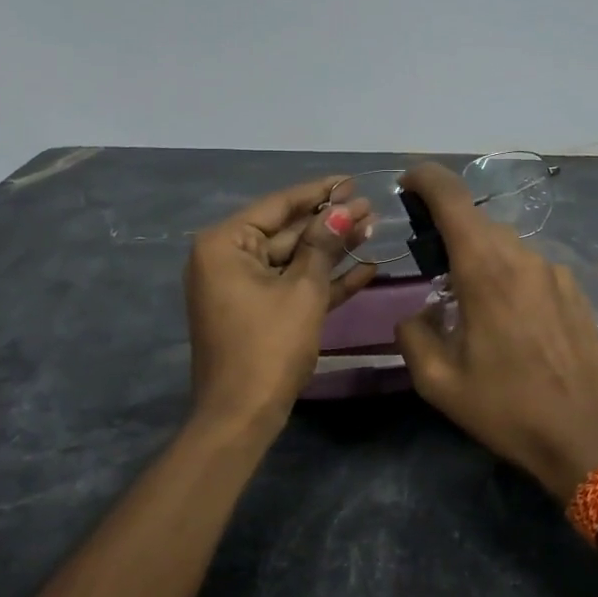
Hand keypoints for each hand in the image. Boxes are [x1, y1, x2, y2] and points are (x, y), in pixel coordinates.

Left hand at [184, 176, 375, 426]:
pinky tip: (364, 269)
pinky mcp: (257, 313)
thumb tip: (344, 210)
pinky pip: (291, 287)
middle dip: (329, 223)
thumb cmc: (268, 346)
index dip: (318, 192)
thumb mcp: (302, 291)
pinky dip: (322, 281)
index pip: (278, 205)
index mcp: (225, 244)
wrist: (242, 416)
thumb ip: (323, 246)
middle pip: (286, 232)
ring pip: (293, 260)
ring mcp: (241, 288)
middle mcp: (227, 260)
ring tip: (372, 231)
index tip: (352, 180)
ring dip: (331, 250)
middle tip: (372, 208)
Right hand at [393, 163, 597, 502]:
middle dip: (448, 230)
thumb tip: (417, 315)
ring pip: (505, 244)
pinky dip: (508, 275)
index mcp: (484, 269)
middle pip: (477, 221)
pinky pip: (529, 266)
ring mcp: (554, 271)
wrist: (587, 436)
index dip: (425, 178)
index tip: (407, 182)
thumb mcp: (438, 382)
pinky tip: (508, 319)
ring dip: (479, 256)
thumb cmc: (507, 408)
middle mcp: (522, 257)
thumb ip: (413, 334)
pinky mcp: (574, 289)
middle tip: (430, 265)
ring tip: (468, 300)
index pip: (452, 197)